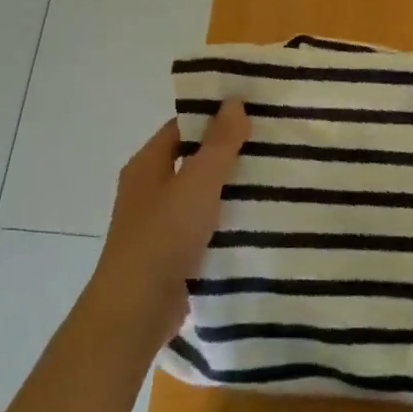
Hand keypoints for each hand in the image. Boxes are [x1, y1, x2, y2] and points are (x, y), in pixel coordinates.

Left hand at [88, 100, 249, 350]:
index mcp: (147, 164)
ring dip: (231, 187)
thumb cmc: (163, 235)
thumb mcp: (198, 181)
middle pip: (194, 158)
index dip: (215, 116)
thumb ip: (220, 142)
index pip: (184, 127)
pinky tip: (258, 217)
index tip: (254, 110)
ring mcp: (160, 223)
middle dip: (229, 151)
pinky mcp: (173, 252)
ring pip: (201, 193)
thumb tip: (234, 101)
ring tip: (276, 175)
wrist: (136, 311)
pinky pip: (205, 224)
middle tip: (273, 141)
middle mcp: (149, 189)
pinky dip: (227, 218)